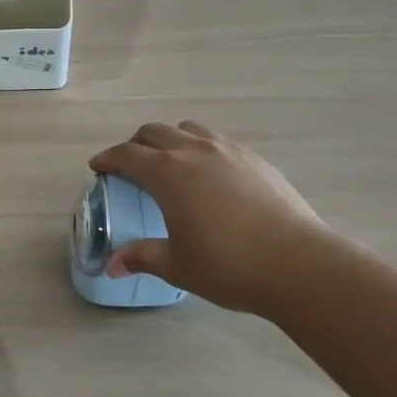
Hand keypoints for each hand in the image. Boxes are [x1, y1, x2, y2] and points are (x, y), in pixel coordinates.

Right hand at [89, 122, 343, 315]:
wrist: (298, 263)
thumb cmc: (228, 265)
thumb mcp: (178, 265)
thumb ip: (142, 258)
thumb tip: (112, 267)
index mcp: (167, 173)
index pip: (127, 155)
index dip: (107, 158)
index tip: (97, 167)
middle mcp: (194, 151)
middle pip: (154, 132)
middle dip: (135, 145)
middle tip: (129, 166)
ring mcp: (227, 150)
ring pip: (188, 129)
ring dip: (170, 139)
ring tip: (170, 163)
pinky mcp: (254, 158)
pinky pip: (217, 140)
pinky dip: (200, 148)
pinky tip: (209, 174)